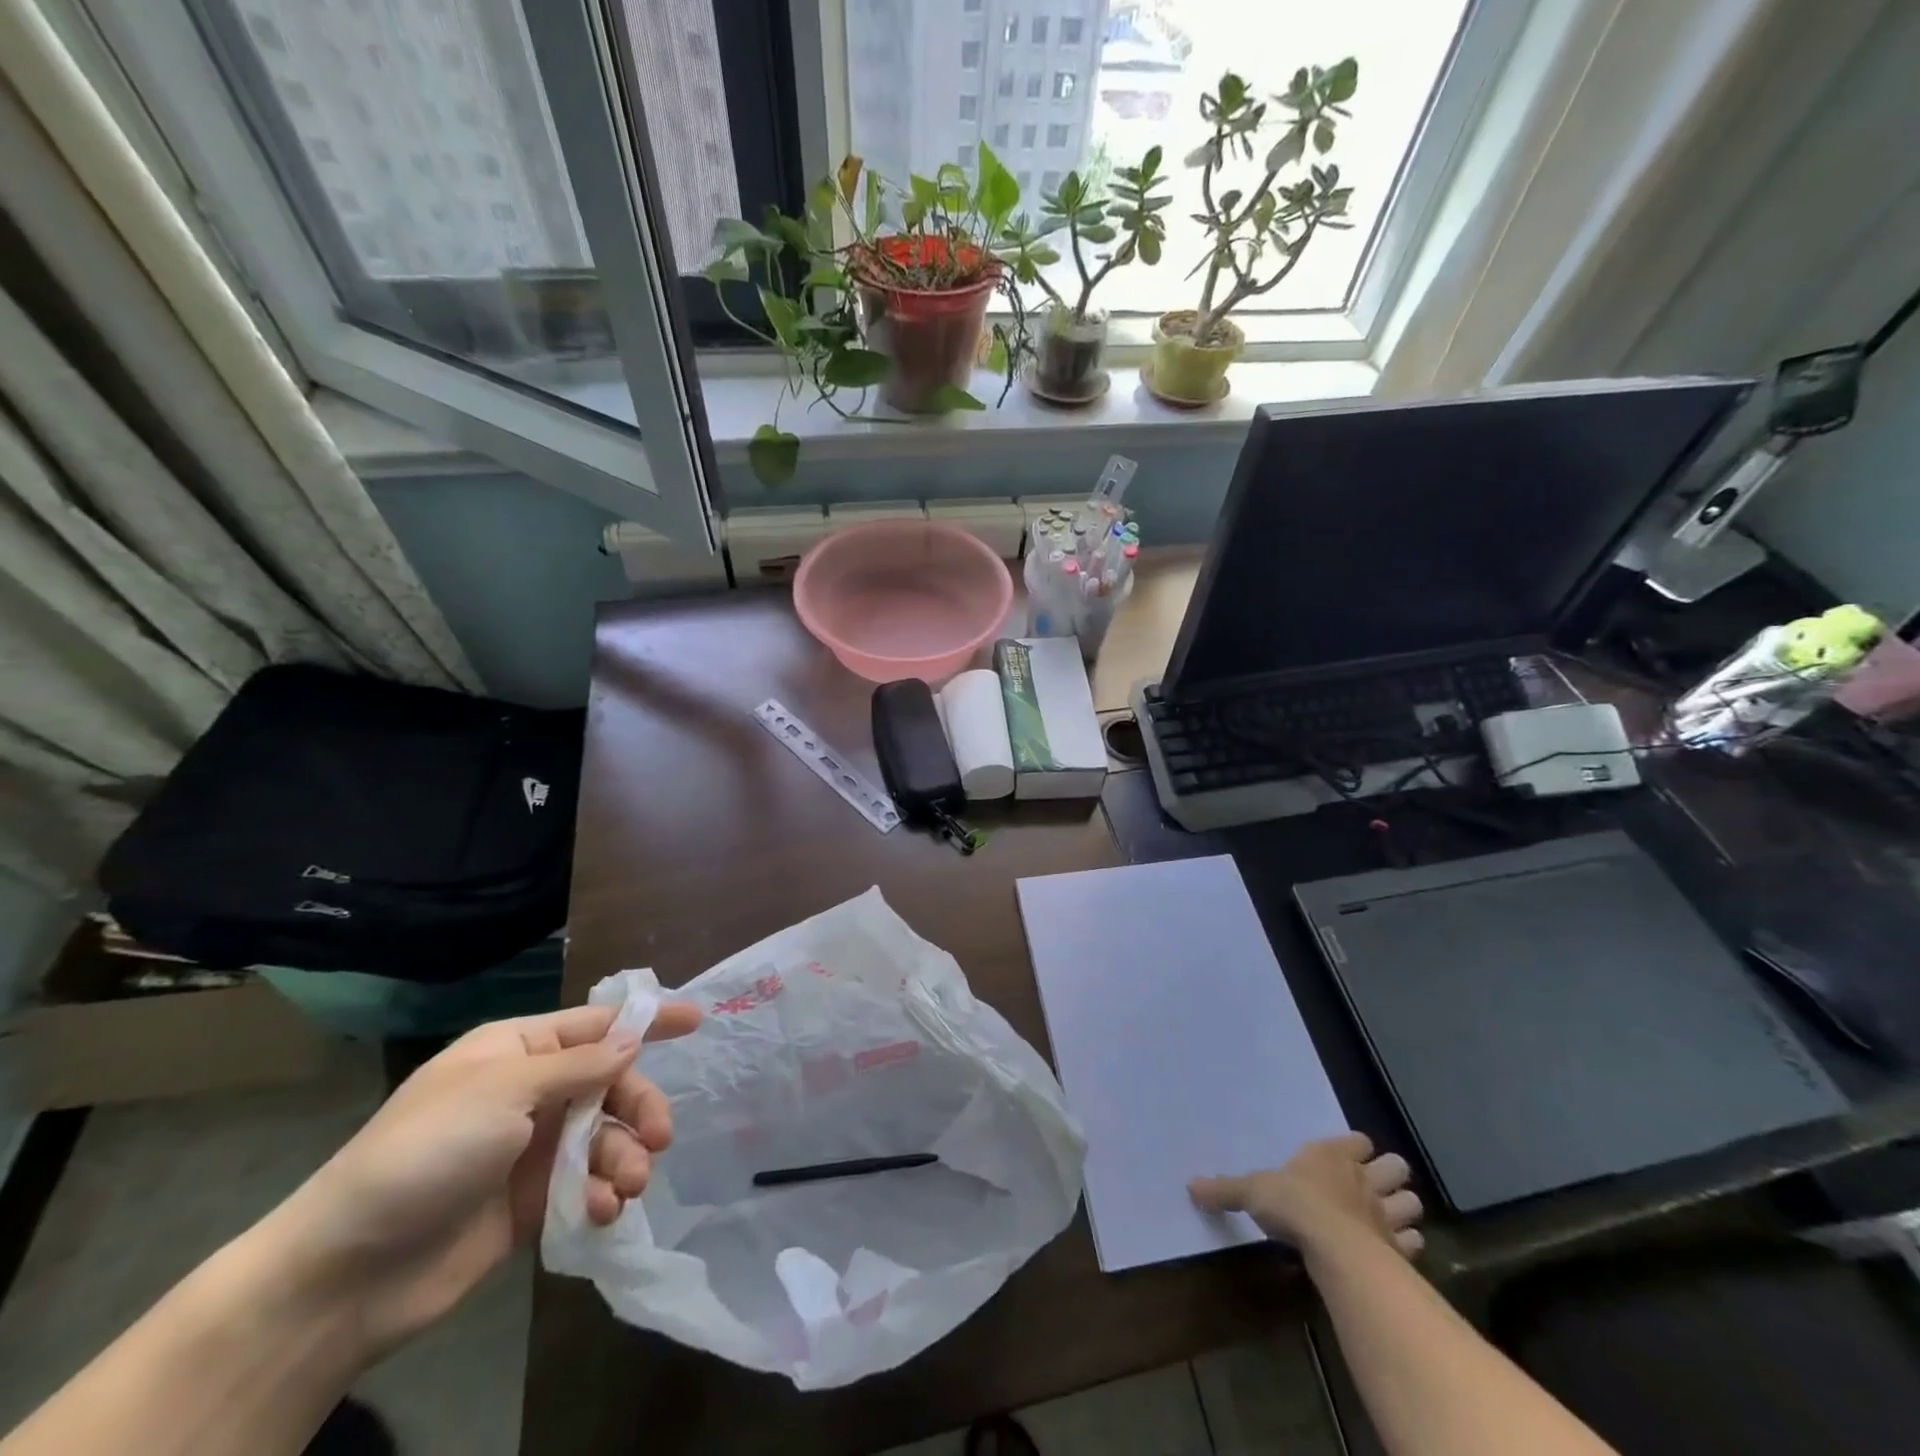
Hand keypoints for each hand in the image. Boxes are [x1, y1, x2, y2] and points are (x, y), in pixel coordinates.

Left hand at [267, 1001, 700, 1354]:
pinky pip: (584, 1184)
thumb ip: (578, 1067)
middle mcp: (530, 1093)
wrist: (345, 1274)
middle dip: (639, 1106)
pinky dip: (601, 1194)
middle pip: (610, 1084)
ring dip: (624, 1156)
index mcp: (517, 1052)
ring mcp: (531, 1148)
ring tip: (629, 1184)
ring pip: (603, 1136)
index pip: (596, 1025)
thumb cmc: (425, 1154)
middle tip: (660, 1135)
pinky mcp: (530, 1202)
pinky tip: (602, 1211)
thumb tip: (631, 1041)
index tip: (698, 1020)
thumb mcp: (504, 1093)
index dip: (647, 1021)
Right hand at [1190, 1133, 1424, 1260]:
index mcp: (1331, 1155)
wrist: (1334, 1247)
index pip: (1357, 1141)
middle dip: (1388, 1175)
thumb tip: (1190, 1185)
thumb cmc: (1293, 1204)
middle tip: (1372, 1186)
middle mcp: (1363, 1178)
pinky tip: (1394, 1250)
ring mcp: (1386, 1214)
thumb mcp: (1251, 1191)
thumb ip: (1224, 1189)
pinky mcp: (1399, 1249)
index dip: (1355, 1149)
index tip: (1345, 1157)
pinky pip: (1414, 1243)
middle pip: (1394, 1167)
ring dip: (1402, 1209)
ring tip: (1386, 1217)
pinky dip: (1407, 1245)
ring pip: (1411, 1203)